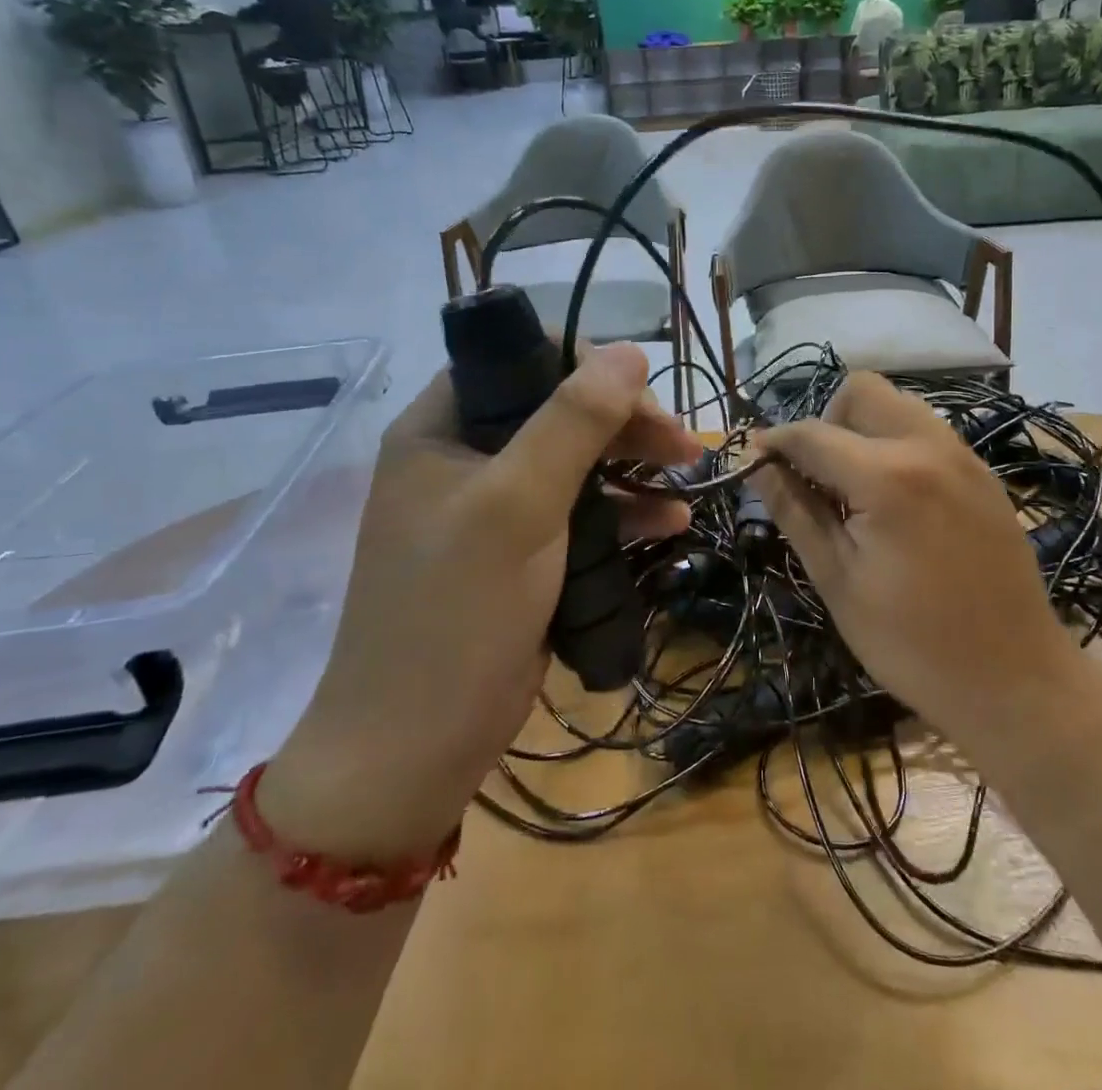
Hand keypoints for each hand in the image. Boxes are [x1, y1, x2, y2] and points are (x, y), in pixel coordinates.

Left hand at [262, 344, 697, 857]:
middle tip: (682, 443)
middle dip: (623, 422)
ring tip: (689, 473)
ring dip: (633, 464)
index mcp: (441, 429)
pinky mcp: (520, 556)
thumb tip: (630, 351)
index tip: (641, 394)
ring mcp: (493, 510)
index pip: (518, 362)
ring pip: (575, 462)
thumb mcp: (516, 506)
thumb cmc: (456, 612)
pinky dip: (624, 511)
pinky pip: (579, 513)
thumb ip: (572, 423)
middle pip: (555, 412)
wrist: (412, 750)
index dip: (583, 367)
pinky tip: (670, 521)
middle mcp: (464, 458)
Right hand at [752, 373, 1066, 749]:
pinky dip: (898, 444)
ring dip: (864, 428)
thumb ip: (795, 511)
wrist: (1016, 679)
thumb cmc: (912, 642)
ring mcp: (964, 456)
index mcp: (886, 476)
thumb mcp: (838, 581)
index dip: (774, 442)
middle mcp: (928, 446)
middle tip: (816, 476)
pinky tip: (895, 500)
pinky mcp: (983, 474)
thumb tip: (756, 466)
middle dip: (826, 419)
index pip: (812, 433)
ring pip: (899, 404)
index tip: (753, 460)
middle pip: (862, 390)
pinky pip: (929, 432)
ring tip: (854, 487)